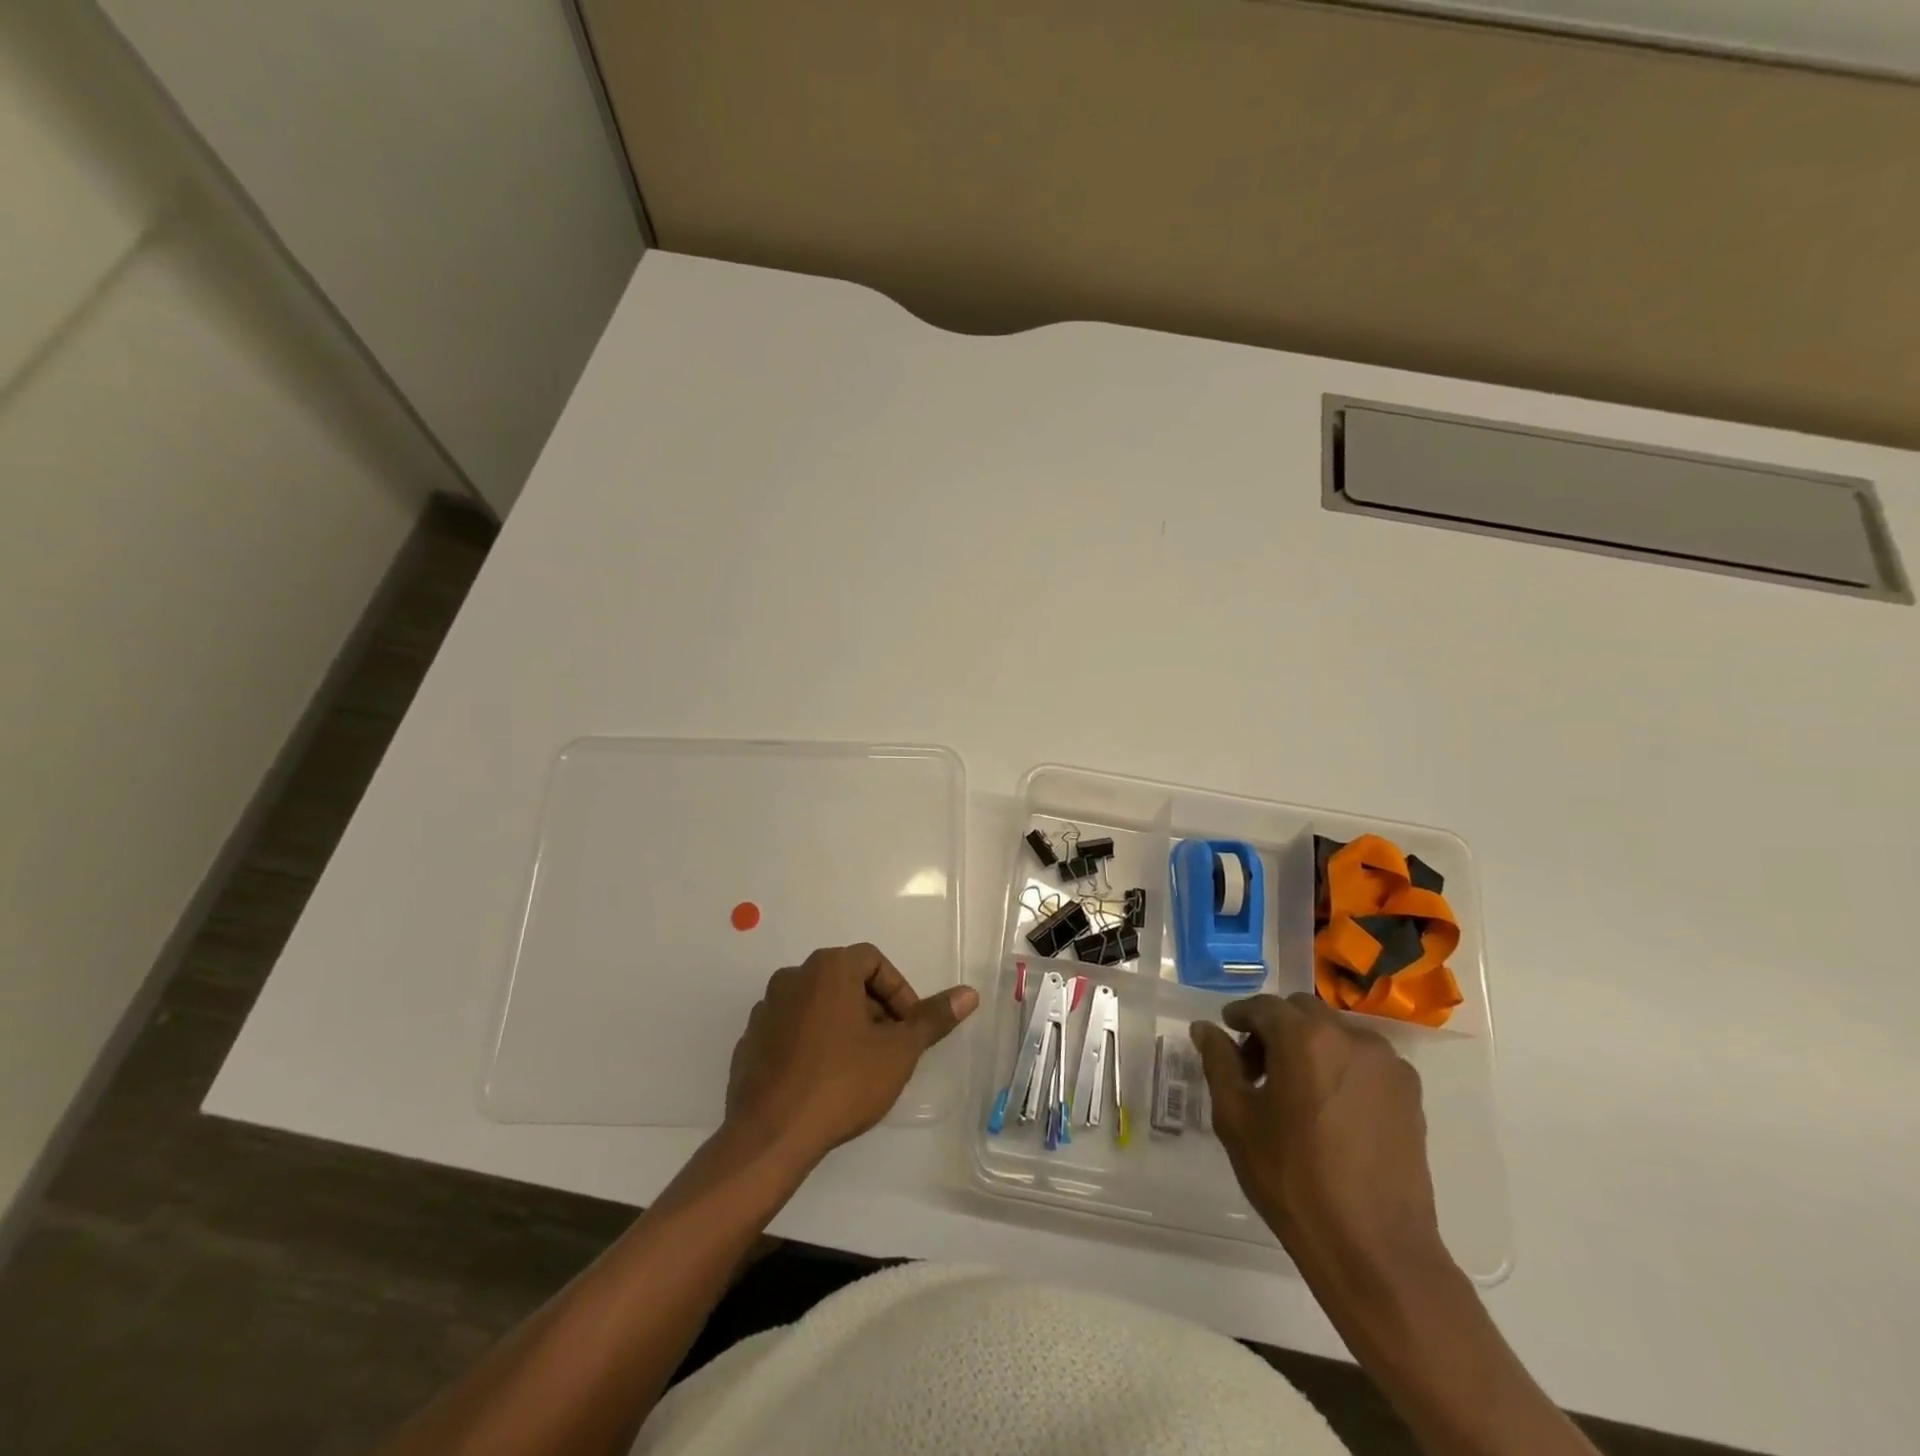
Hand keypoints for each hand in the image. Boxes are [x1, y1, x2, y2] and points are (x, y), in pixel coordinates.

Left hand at [725, 944, 977, 1165]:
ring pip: (817, 1004)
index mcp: (828, 968)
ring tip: (859, 1065)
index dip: (898, 991)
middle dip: (872, 1008)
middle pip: (844, 980)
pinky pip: (791, 1029)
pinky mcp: (749, 1041)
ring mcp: (766, 1009)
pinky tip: (823, 1079)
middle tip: (889, 1047)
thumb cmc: (842, 1083)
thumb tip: (969, 994)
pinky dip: (812, 1042)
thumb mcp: (898, 1051)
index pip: (873, 961)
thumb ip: (932, 1019)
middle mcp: (793, 977)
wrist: (770, 1135)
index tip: (908, 1027)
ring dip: (842, 1024)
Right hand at [1191, 993, 1444, 1288]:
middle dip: (1275, 1028)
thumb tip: (1205, 1028)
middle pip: (1302, 1012)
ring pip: (1335, 1034)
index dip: (1239, 1016)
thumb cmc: (1292, 1179)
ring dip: (1310, 1046)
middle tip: (1257, 1069)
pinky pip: (1364, 1061)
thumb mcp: (1237, 1118)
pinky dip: (1341, 1067)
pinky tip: (1330, 1110)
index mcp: (1305, 1037)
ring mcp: (1386, 1064)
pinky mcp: (1410, 1093)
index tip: (1227, 1035)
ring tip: (1296, 1092)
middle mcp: (1350, 1036)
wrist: (1374, 1249)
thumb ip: (1219, 1062)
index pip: (1263, 1007)